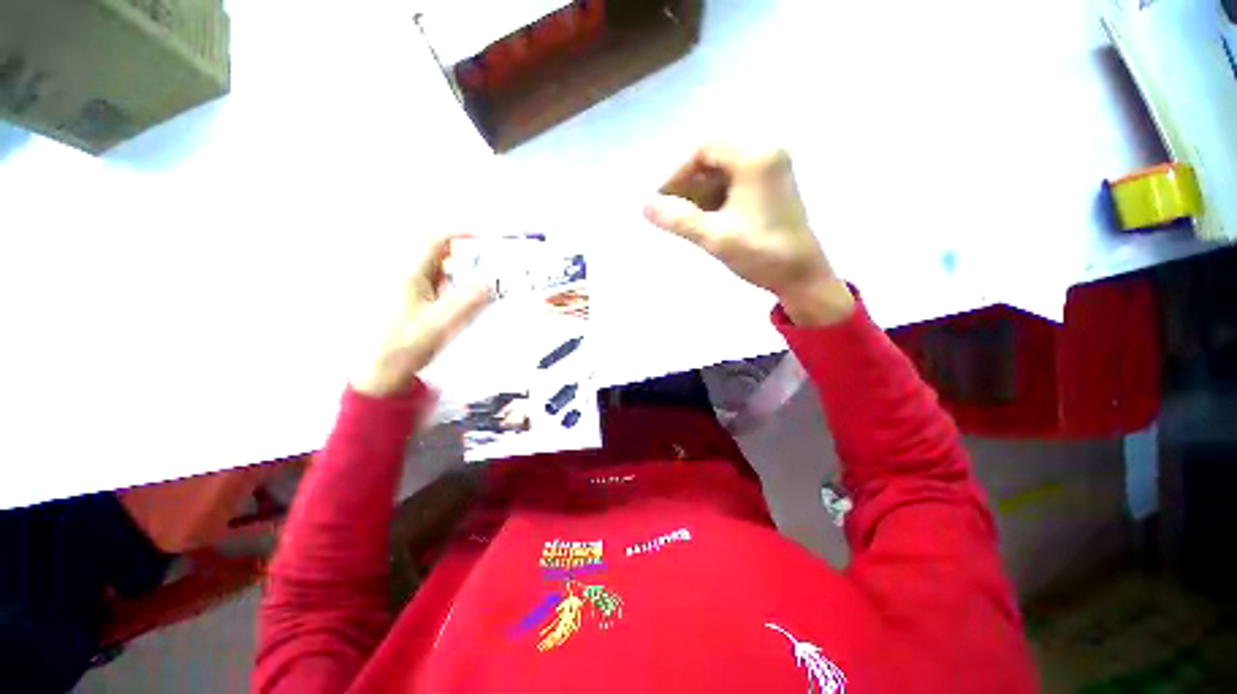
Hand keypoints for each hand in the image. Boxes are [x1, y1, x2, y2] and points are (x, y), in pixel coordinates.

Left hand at [351, 237, 491, 396]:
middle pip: (439, 253)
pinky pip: (435, 284)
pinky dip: (453, 286)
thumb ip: (468, 301)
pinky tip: (463, 302)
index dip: (461, 235)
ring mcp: (406, 288)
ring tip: (482, 287)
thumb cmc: (407, 346)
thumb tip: (491, 279)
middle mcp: (406, 275)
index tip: (486, 241)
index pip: (435, 240)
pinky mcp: (409, 300)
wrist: (380, 372)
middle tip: (491, 269)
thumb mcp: (442, 324)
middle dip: (467, 256)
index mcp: (410, 274)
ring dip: (461, 273)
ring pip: (438, 269)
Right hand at [643, 145, 854, 325]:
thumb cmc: (761, 254)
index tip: (661, 200)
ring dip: (698, 194)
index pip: (704, 149)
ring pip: (722, 173)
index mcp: (756, 157)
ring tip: (681, 220)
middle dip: (687, 185)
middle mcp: (765, 154)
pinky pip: (733, 185)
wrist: (802, 277)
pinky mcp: (770, 188)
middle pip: (713, 159)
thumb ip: (678, 219)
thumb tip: (644, 206)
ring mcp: (770, 171)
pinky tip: (702, 220)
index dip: (677, 173)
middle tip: (668, 212)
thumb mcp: (715, 237)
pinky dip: (714, 200)